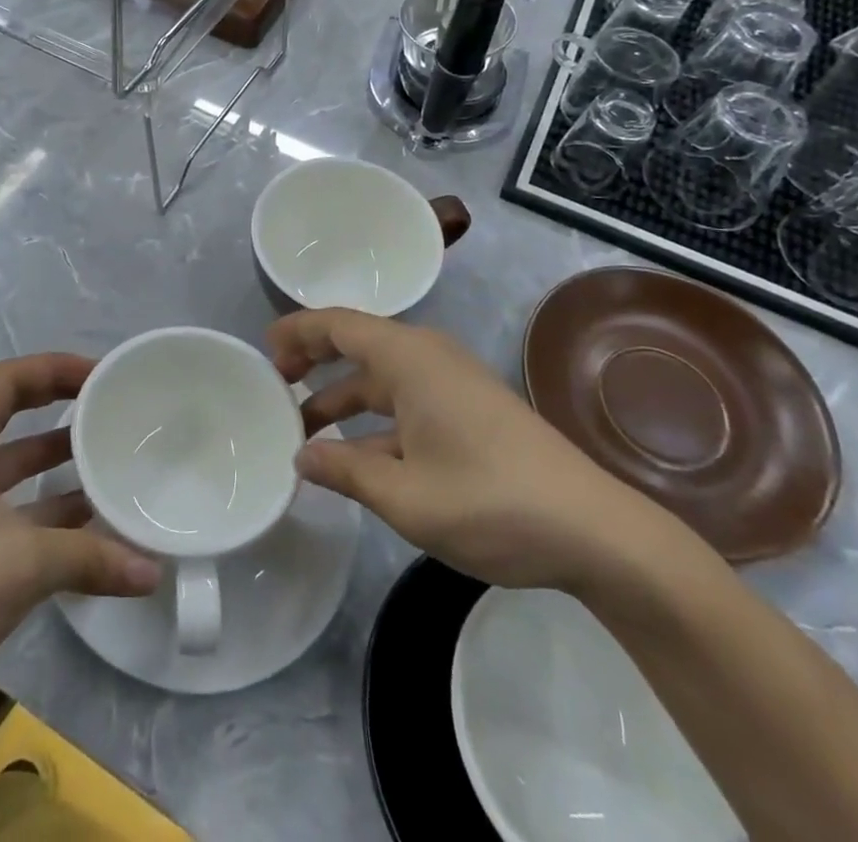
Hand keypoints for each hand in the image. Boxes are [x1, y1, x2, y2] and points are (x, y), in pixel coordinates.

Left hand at [0, 353, 159, 721]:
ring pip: (12, 464)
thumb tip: (154, 570)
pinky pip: (9, 505)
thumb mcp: (24, 562)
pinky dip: (45, 507)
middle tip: (110, 409)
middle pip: (11, 412)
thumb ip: (93, 556)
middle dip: (61, 408)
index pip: (10, 377)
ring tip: (110, 459)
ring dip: (57, 461)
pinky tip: (89, 521)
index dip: (58, 369)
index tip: (105, 377)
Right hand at [273, 309, 673, 594]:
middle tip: (274, 385)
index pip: (338, 325)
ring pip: (381, 378)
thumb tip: (301, 455)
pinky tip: (355, 456)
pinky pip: (405, 400)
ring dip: (342, 397)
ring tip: (302, 428)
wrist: (594, 531)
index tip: (263, 349)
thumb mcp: (405, 495)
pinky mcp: (469, 410)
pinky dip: (373, 419)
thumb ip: (345, 470)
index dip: (297, 331)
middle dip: (314, 361)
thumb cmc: (491, 501)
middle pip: (357, 344)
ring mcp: (452, 384)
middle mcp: (428, 358)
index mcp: (409, 358)